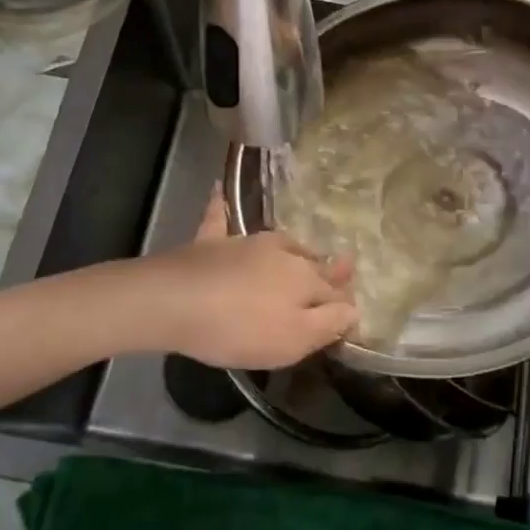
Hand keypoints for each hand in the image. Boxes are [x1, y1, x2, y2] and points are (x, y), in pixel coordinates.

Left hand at [140, 190, 357, 368]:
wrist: (174, 303)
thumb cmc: (238, 328)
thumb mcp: (293, 340)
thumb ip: (329, 323)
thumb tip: (355, 309)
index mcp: (305, 278)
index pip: (335, 292)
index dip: (343, 306)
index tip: (348, 316)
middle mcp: (282, 252)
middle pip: (312, 263)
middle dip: (328, 270)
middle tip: (343, 268)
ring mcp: (245, 242)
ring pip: (281, 242)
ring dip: (295, 248)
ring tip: (304, 252)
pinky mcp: (211, 241)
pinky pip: (219, 217)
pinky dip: (222, 205)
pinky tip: (219, 189)